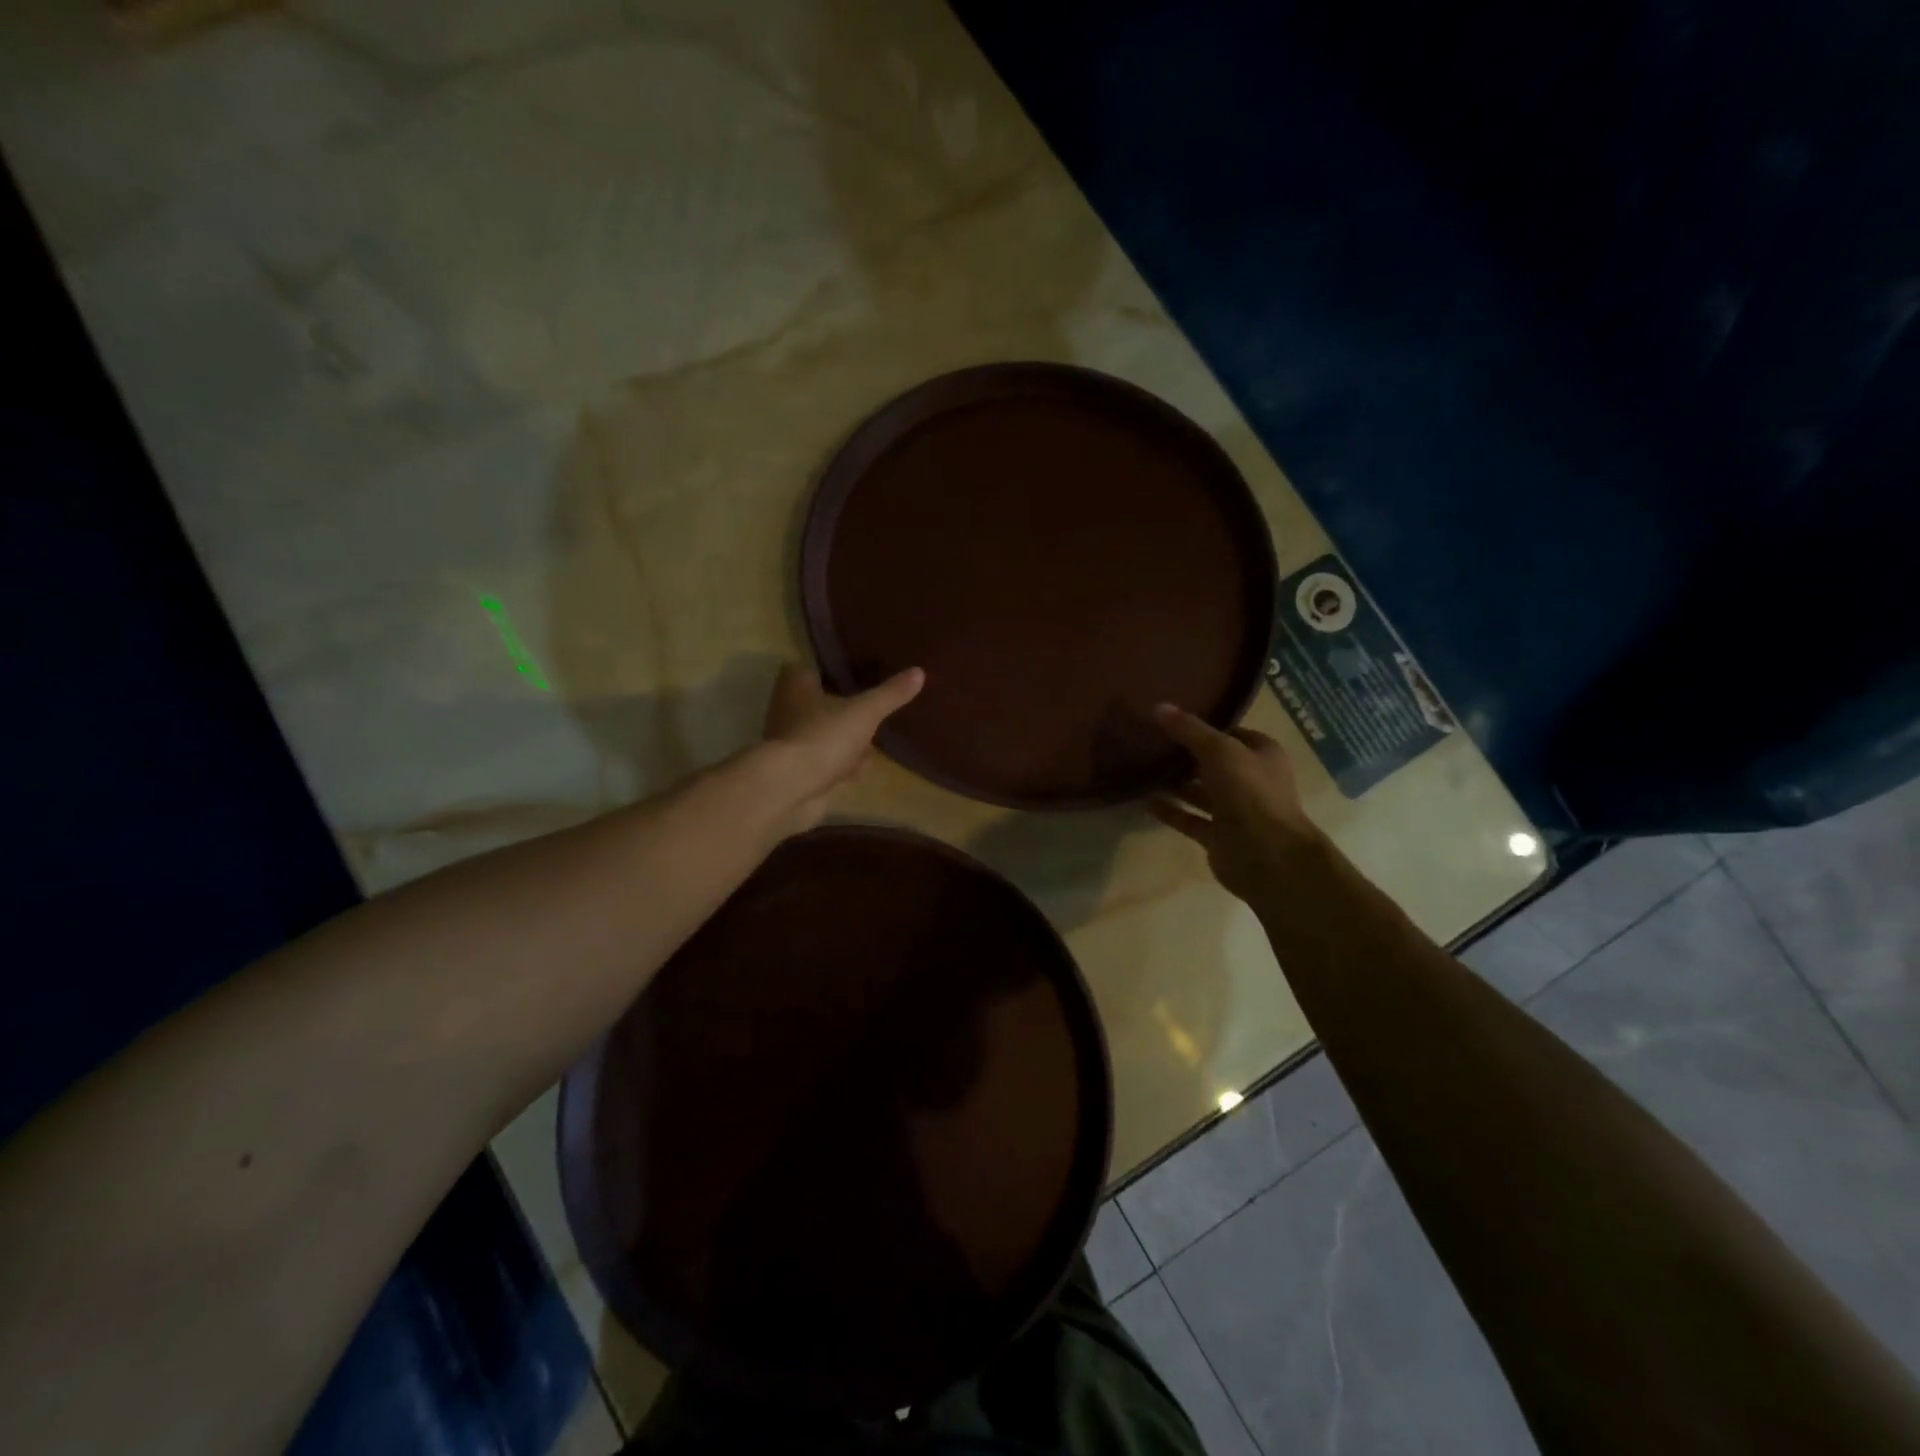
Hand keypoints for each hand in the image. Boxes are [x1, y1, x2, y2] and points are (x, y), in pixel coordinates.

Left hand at [757, 663, 924, 834]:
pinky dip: (839, 767)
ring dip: (844, 742)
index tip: (856, 675)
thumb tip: (919, 672)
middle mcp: (787, 711)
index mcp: (796, 686)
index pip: (810, 669)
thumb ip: (890, 694)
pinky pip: (822, 763)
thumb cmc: (823, 738)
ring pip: (822, 735)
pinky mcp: (795, 773)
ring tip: (871, 744)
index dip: (831, 671)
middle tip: (869, 710)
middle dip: (842, 711)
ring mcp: (789, 744)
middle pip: (817, 704)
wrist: (790, 790)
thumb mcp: (865, 712)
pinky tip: (859, 771)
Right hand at [1149, 703, 1322, 903]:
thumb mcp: (1219, 750)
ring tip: (1143, 769)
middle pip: (1215, 763)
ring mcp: (1236, 811)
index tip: (1173, 720)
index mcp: (1262, 755)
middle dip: (1187, 755)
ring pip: (1201, 792)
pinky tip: (1145, 801)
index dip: (1206, 726)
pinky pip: (1190, 819)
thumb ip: (1189, 730)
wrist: (1266, 855)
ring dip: (1176, 783)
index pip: (1233, 733)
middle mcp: (1251, 781)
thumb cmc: (1249, 792)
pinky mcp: (1219, 836)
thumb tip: (1159, 706)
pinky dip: (1171, 811)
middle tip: (1152, 742)